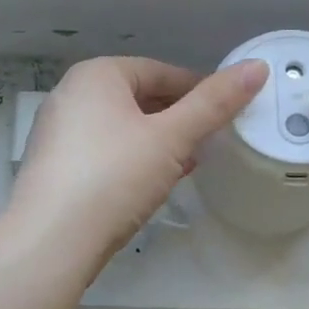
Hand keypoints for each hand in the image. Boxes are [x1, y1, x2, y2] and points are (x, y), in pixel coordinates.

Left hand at [7, 56, 267, 280]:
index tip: (227, 112)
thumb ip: (213, 104)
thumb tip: (256, 67)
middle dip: (178, 118)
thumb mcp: (171, 138)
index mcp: (96, 75)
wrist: (51, 240)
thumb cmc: (113, 175)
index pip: (159, 71)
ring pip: (122, 128)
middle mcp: (70, 95)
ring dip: (158, 142)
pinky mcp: (56, 169)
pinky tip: (154, 183)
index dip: (198, 89)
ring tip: (190, 162)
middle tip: (211, 140)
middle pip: (139, 98)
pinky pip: (105, 153)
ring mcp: (58, 133)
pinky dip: (133, 161)